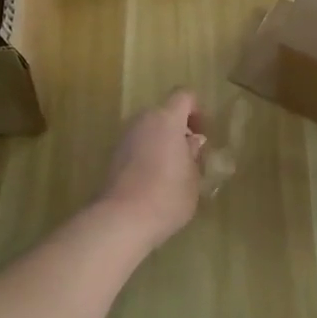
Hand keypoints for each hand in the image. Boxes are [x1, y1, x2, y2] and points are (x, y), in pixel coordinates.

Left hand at [96, 89, 206, 244]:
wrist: (121, 220)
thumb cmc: (167, 196)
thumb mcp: (193, 177)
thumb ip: (193, 154)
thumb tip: (191, 142)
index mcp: (166, 119)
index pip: (184, 96)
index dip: (197, 110)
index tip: (203, 134)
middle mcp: (143, 121)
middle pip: (164, 113)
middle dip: (178, 129)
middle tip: (190, 155)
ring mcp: (124, 138)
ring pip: (149, 130)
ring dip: (162, 142)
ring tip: (173, 172)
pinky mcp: (112, 157)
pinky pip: (137, 146)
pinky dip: (147, 155)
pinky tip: (154, 182)